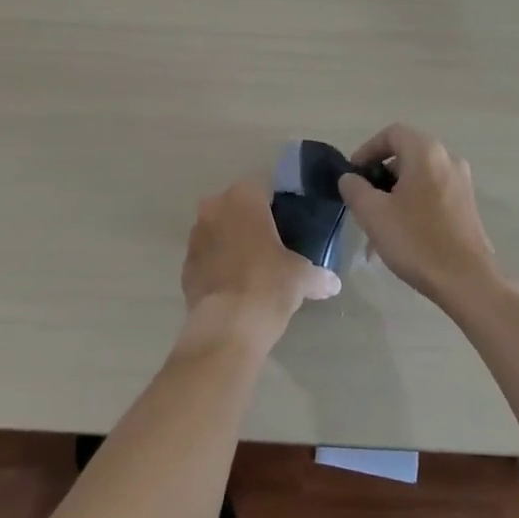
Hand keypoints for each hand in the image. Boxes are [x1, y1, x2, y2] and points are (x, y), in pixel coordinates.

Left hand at [180, 178, 341, 351]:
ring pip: (218, 231)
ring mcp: (195, 237)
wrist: (227, 327)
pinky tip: (234, 287)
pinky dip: (217, 266)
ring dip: (231, 243)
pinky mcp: (185, 266)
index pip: (262, 189)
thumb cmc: (268, 285)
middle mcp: (214, 208)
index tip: (287, 225)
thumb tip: (333, 283)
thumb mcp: (302, 277)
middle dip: (250, 223)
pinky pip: (206, 258)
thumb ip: (318, 275)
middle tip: (272, 246)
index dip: (276, 206)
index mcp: (244, 198)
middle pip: (236, 208)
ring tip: (253, 268)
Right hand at [338, 124, 500, 305]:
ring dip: (394, 195)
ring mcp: (461, 183)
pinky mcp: (467, 205)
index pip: (391, 133)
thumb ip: (355, 188)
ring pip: (418, 178)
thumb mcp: (373, 213)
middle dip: (380, 176)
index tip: (353, 175)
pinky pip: (432, 194)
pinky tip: (400, 236)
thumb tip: (350, 178)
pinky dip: (412, 205)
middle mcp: (448, 159)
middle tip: (363, 200)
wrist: (467, 281)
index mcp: (426, 152)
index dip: (367, 150)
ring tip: (377, 226)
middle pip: (405, 155)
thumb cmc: (416, 240)